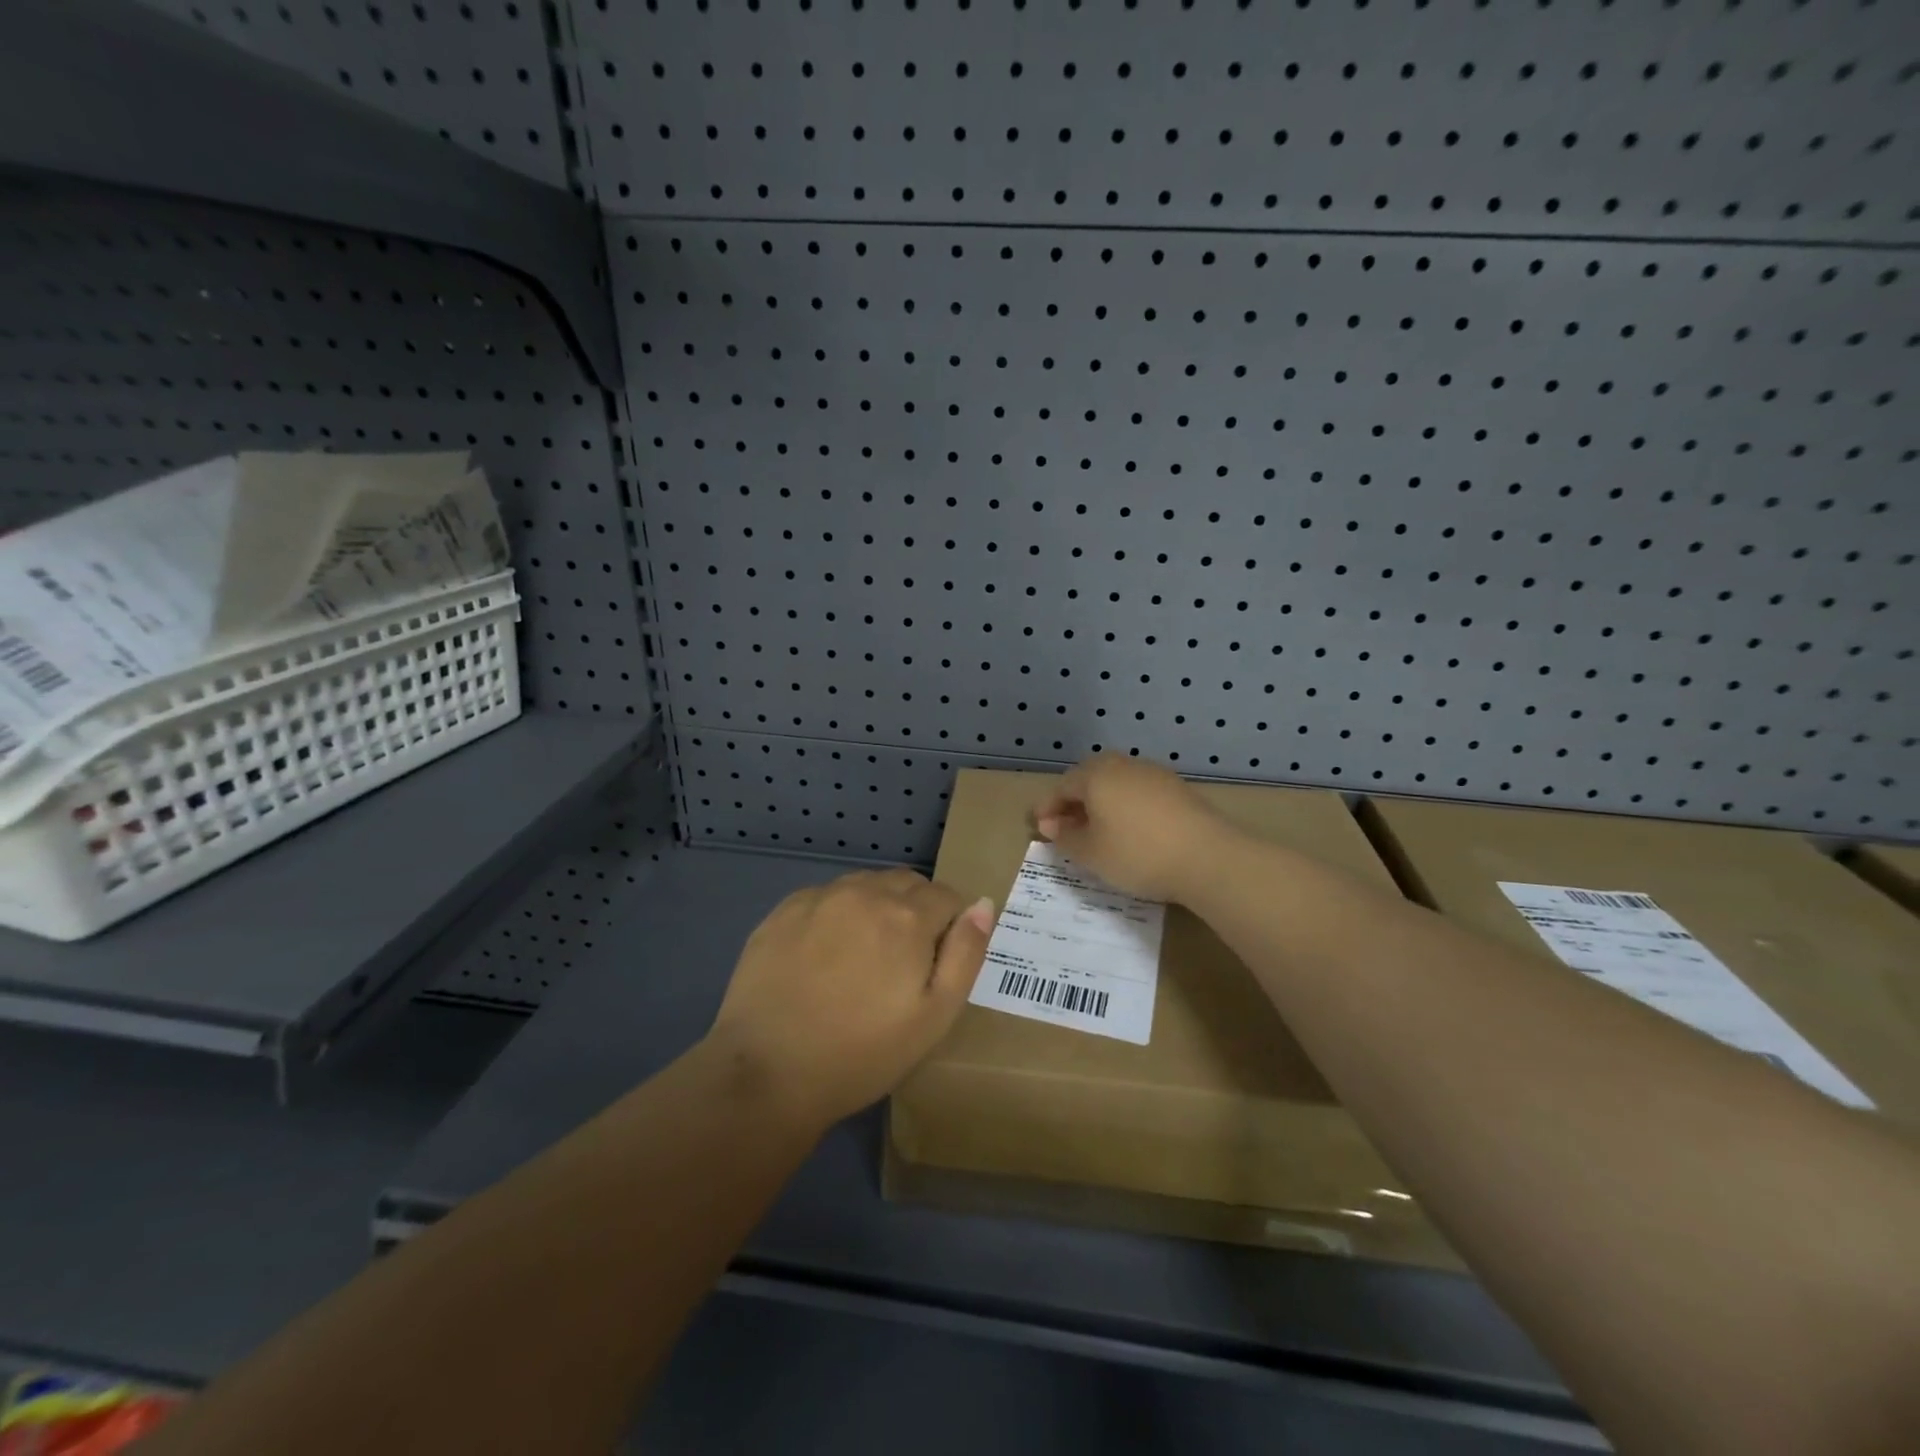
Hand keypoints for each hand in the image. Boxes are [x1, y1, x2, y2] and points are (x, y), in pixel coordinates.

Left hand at [709, 868, 994, 1129]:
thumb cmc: (862, 1053)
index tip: (937, 959)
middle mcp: (865, 892)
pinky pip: (826, 896)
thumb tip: (983, 905)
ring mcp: (820, 897)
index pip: (947, 895)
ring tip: (863, 956)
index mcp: (907, 916)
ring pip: (866, 884)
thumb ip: (965, 954)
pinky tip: (823, 954)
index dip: (950, 923)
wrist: (767, 1072)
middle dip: (916, 909)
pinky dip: (837, 913)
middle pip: (906, 882)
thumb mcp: (934, 1017)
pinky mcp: (783, 910)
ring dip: (876, 906)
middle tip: (903, 960)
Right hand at [1033, 754, 1230, 901]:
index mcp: (1096, 775)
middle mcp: (1123, 765)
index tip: (1039, 829)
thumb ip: (1065, 837)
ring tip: (1098, 832)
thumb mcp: (1091, 853)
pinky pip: (1139, 794)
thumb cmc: (1136, 854)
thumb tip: (1051, 825)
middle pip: (1089, 779)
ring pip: (1116, 785)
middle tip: (1066, 828)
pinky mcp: (1177, 789)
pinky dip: (1126, 808)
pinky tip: (1130, 831)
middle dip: (1074, 802)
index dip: (1047, 808)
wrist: (1208, 857)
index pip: (1061, 787)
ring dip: (1101, 804)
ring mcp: (1153, 774)